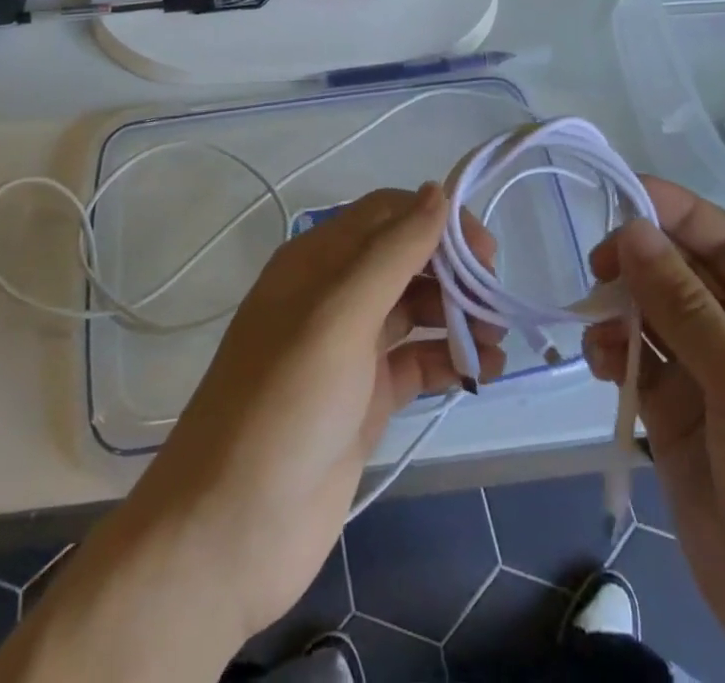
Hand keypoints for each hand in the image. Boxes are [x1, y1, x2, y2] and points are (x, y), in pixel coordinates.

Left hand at [148, 184, 504, 630]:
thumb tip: (436, 192)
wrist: (230, 532)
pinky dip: (449, 359)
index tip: (484, 252)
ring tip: (494, 343)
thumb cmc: (284, 405)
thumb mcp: (338, 316)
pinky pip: (417, 360)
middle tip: (495, 302)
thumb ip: (392, 252)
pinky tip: (481, 371)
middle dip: (454, 271)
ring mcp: (350, 348)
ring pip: (415, 309)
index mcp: (318, 261)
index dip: (438, 221)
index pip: (388, 215)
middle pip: (406, 259)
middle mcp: (334, 295)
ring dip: (458, 316)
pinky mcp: (365, 398)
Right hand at [583, 179, 724, 682]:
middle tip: (596, 269)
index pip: (724, 239)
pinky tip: (600, 364)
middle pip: (680, 271)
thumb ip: (685, 306)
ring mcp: (709, 377)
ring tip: (597, 330)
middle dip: (637, 262)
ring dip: (619, 310)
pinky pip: (636, 363)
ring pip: (650, 314)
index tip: (618, 193)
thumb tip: (632, 229)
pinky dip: (612, 353)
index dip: (674, 211)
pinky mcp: (677, 418)